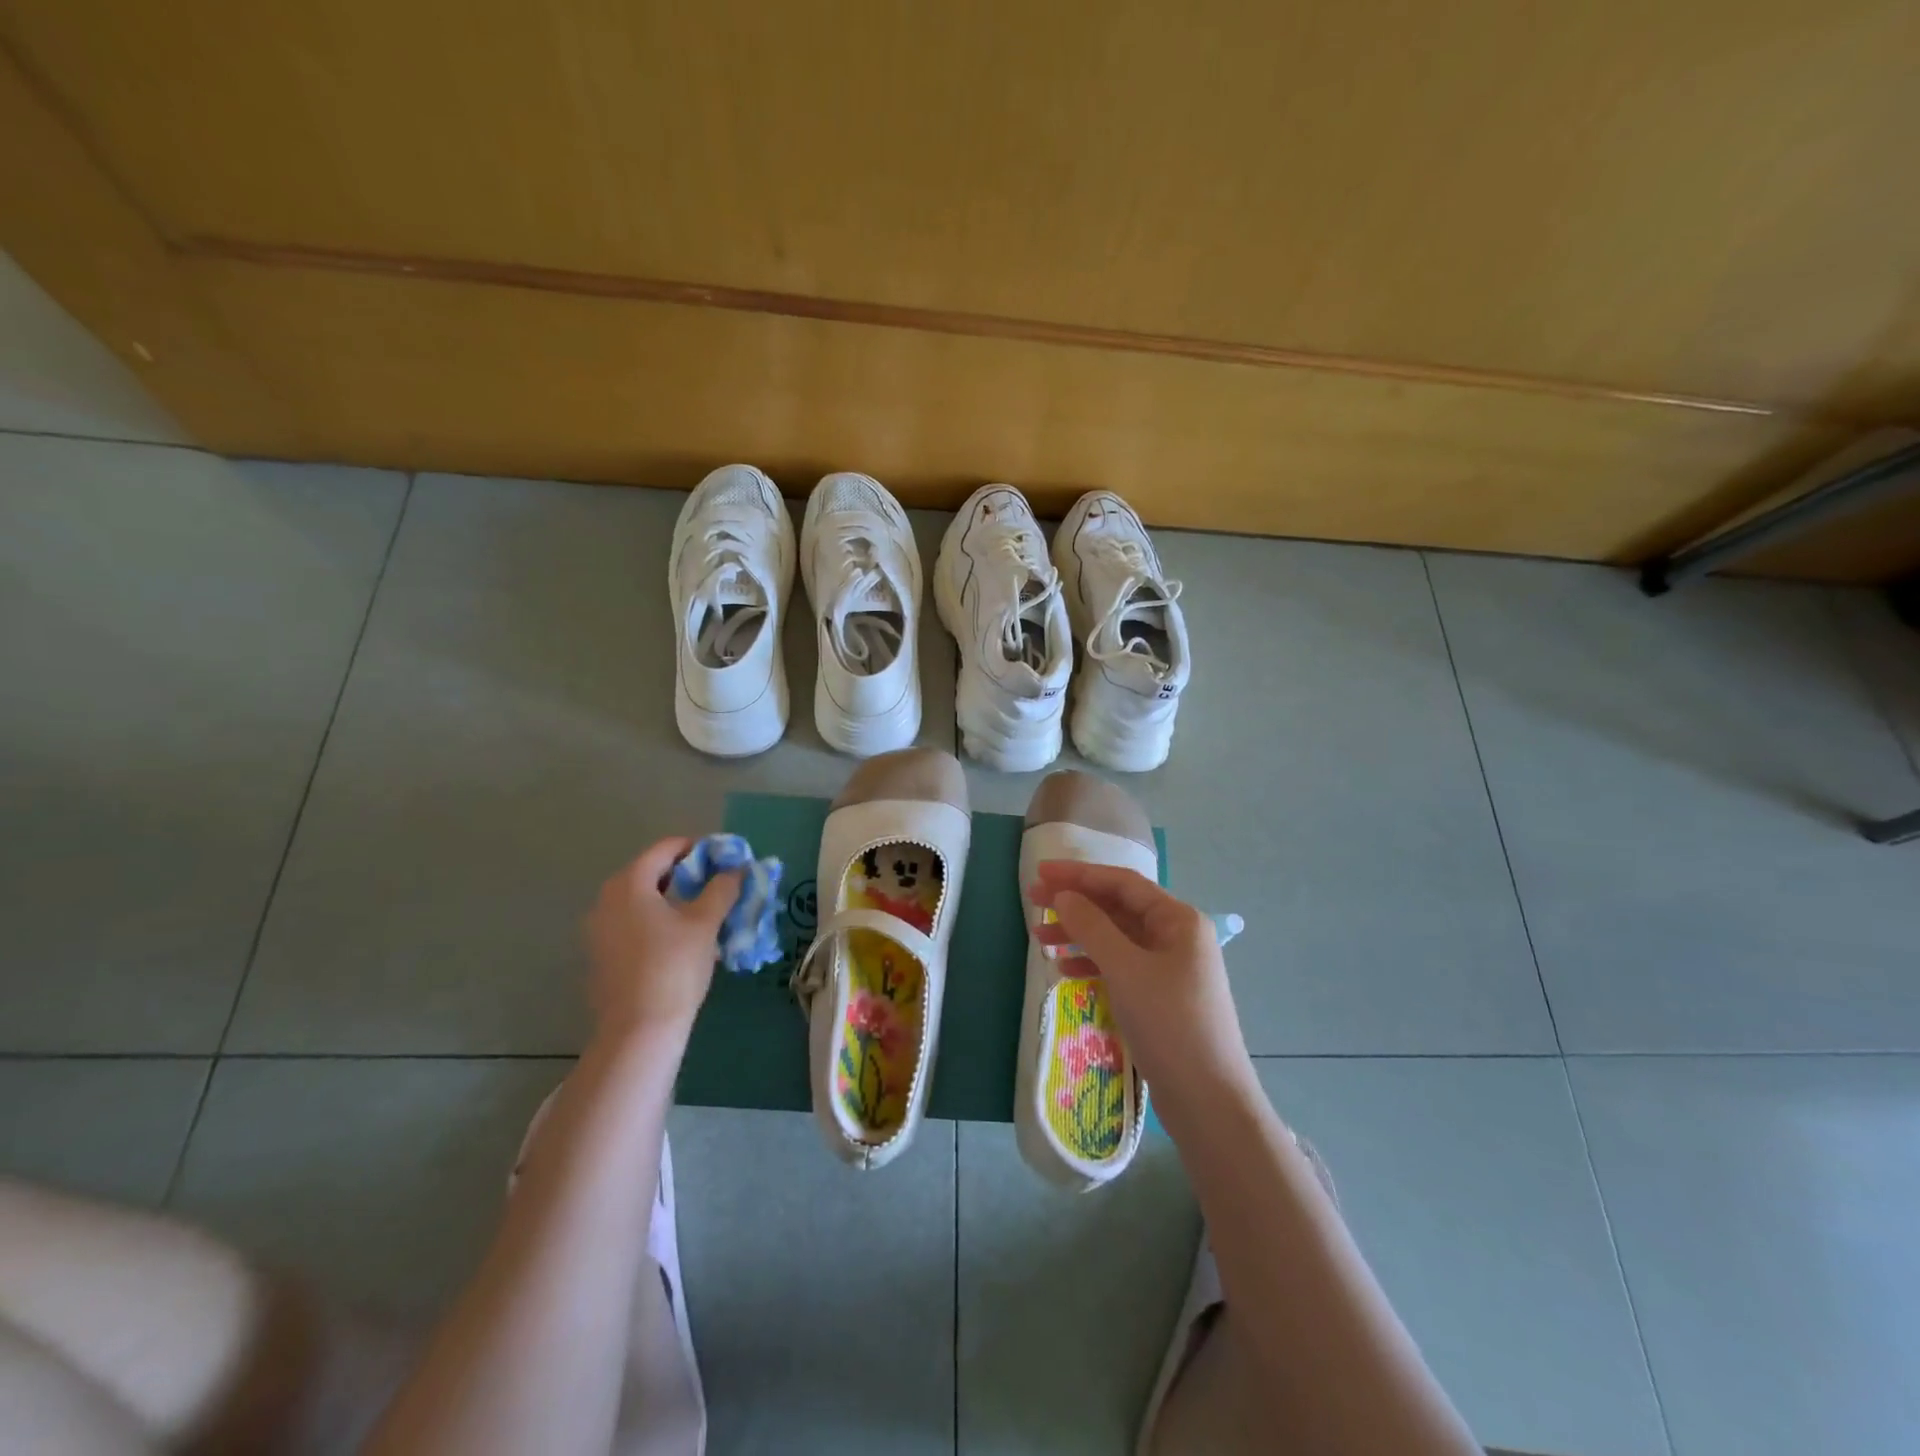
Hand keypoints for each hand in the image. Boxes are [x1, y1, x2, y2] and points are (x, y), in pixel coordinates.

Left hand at [586, 838, 740, 1041]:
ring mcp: (599, 930)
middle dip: (687, 874)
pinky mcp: (602, 956)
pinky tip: (682, 941)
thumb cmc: (673, 967)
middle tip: (719, 885)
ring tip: (705, 913)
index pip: (666, 848)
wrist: (638, 1031)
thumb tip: (736, 869)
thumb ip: (722, 889)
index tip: (725, 858)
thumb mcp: (705, 923)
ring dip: (674, 899)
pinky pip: (633, 924)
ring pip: (642, 900)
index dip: (698, 848)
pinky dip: (658, 921)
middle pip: (651, 872)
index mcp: (629, 883)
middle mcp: (607, 900)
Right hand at [1032, 861, 1257, 1109]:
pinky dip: (1092, 964)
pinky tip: (1065, 971)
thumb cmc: (1170, 1025)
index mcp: (1178, 920)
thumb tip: (1064, 896)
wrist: (1208, 1102)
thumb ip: (1092, 927)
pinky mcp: (1160, 996)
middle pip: (1118, 908)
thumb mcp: (1126, 970)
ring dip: (1079, 935)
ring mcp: (1169, 967)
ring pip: (1116, 938)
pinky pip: (1120, 966)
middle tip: (1032, 901)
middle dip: (1075, 904)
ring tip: (1039, 939)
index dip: (1079, 874)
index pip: (1122, 883)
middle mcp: (1176, 936)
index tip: (1041, 873)